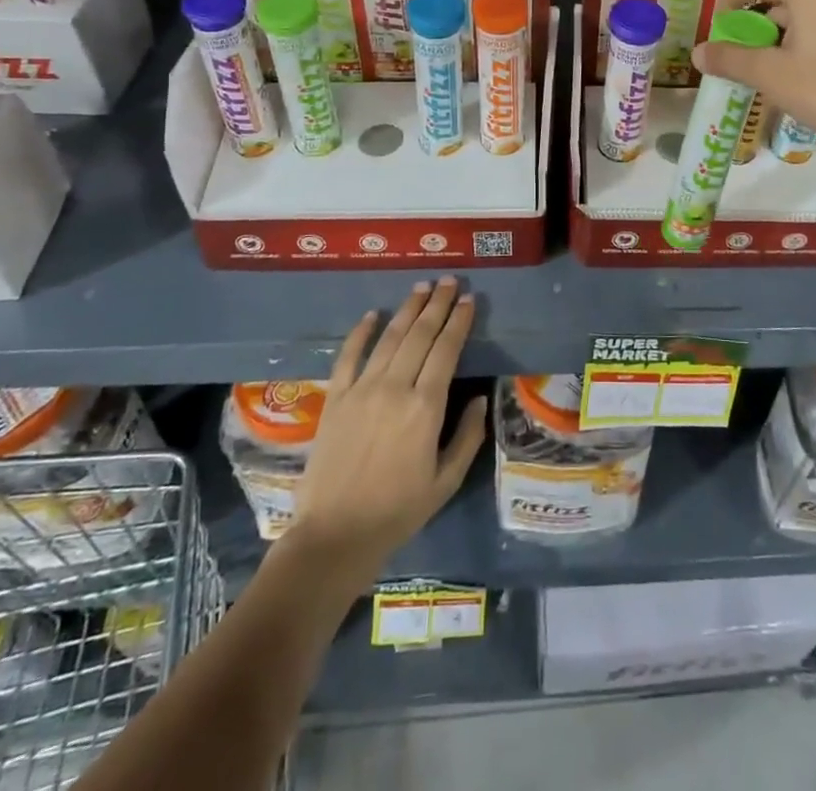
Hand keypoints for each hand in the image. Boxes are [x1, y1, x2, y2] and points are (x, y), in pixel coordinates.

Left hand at [290, 279, 486, 578]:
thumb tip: (480, 399)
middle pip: (420, 334)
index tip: (469, 300)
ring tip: (422, 286)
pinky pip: (349, 356)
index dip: (459, 321)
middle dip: (437, 304)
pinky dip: (361, 332)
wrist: (334, 535)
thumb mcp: (446, 481)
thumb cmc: (398, 511)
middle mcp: (394, 388)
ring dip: (408, 309)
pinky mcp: (335, 398)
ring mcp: (361, 390)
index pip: (446, 350)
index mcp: (425, 407)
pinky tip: (373, 314)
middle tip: (450, 281)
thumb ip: (468, 436)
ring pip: (390, 338)